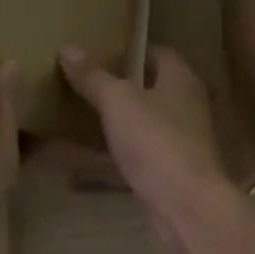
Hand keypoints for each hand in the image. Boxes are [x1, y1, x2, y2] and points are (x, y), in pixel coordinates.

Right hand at [58, 45, 232, 234]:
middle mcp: (185, 107)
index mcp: (181, 80)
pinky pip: (132, 155)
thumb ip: (93, 76)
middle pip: (149, 88)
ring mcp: (178, 141)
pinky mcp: (167, 172)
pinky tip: (78, 157)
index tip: (100, 49)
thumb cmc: (156, 141)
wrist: (186, 205)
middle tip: (82, 80)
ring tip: (76, 113)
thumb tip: (68, 47)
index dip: (132, 48)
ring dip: (113, 121)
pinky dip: (109, 155)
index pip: (159, 53)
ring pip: (140, 123)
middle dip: (118, 85)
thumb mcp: (118, 101)